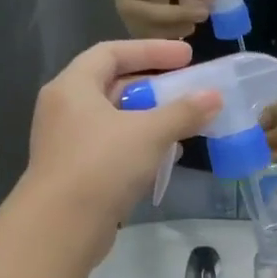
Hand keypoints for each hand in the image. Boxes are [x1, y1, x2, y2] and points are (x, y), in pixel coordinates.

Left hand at [20, 40, 221, 250]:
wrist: (62, 226)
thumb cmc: (102, 165)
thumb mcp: (149, 133)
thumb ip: (183, 112)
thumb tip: (214, 96)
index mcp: (73, 87)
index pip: (112, 53)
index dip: (151, 51)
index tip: (187, 56)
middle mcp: (65, 109)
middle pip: (113, 86)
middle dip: (153, 88)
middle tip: (187, 92)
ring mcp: (67, 143)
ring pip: (114, 121)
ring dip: (149, 121)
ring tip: (183, 126)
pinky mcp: (75, 173)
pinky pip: (111, 149)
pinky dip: (138, 147)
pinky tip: (164, 158)